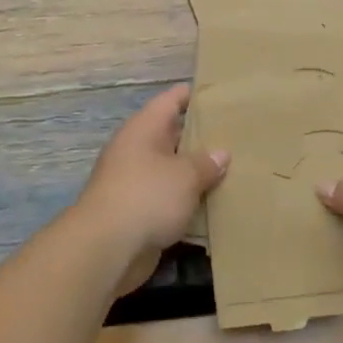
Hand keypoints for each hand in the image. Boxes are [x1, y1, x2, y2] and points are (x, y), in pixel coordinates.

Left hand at [72, 84, 228, 294]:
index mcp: (144, 129)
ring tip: (232, 170)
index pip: (170, 100)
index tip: (219, 94)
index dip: (193, 95)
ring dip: (195, 172)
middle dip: (200, 136)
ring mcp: (134, 182)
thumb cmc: (147, 197)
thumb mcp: (185, 175)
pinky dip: (187, 200)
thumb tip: (221, 153)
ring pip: (171, 170)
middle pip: (172, 135)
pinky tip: (214, 204)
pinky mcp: (137, 212)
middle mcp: (137, 150)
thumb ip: (206, 162)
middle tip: (236, 135)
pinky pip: (168, 199)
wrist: (106, 249)